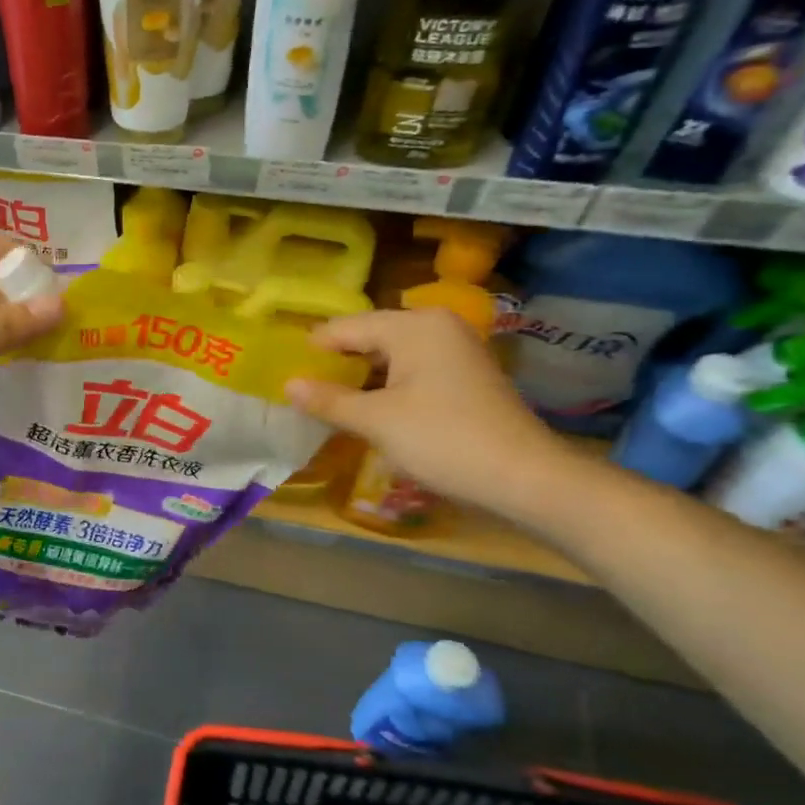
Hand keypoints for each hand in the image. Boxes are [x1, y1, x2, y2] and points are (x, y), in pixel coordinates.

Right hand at [285, 308, 565, 512]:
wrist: (526, 478)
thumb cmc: (444, 440)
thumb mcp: (376, 421)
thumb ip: (328, 400)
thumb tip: (288, 384)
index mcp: (413, 325)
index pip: (345, 327)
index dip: (311, 350)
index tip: (279, 371)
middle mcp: (435, 326)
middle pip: (368, 338)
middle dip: (335, 364)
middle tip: (299, 389)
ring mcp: (453, 350)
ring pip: (389, 356)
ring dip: (359, 378)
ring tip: (324, 402)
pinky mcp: (463, 376)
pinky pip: (410, 371)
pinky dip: (385, 387)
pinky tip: (364, 410)